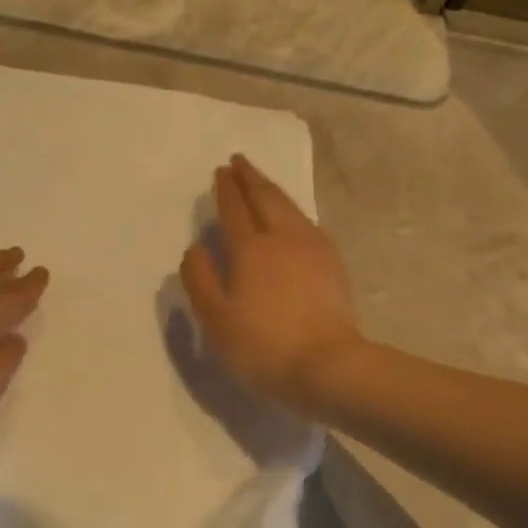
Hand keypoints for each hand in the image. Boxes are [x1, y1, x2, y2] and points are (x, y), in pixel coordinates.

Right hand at [180, 155, 360, 410]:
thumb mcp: (216, 319)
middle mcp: (283, 239)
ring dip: (273, 190)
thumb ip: (200, 279)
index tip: (221, 171)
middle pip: (266, 198)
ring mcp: (313, 249)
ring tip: (262, 182)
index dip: (226, 189)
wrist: (328, 366)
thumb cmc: (263, 346)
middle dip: (251, 178)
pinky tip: (294, 218)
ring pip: (290, 207)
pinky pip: (308, 223)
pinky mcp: (333, 264)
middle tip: (240, 161)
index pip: (235, 210)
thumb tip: (195, 248)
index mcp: (250, 249)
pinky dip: (293, 210)